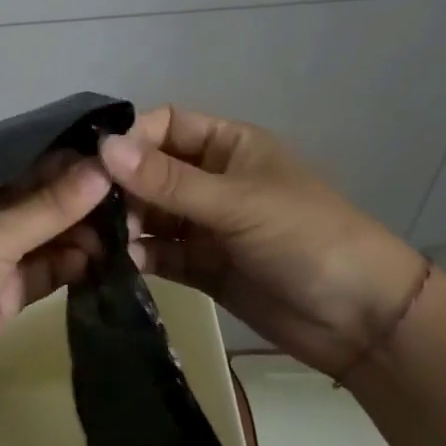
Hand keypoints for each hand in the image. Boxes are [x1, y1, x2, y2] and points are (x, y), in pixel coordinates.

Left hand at [0, 156, 112, 430]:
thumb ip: (46, 207)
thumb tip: (102, 167)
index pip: (27, 165)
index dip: (71, 160)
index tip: (122, 156)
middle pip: (40, 202)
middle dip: (84, 200)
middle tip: (140, 199)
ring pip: (47, 238)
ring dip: (84, 235)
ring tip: (133, 232)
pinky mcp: (2, 300)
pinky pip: (45, 273)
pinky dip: (73, 268)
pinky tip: (109, 263)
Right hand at [99, 106, 425, 380]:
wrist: (361, 320)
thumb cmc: (306, 237)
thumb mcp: (237, 202)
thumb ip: (168, 181)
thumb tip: (103, 147)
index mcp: (228, 146)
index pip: (166, 125)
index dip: (131, 139)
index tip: (93, 163)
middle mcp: (212, 180)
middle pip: (151, 171)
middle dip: (120, 186)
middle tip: (84, 208)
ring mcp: (206, 225)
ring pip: (151, 214)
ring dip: (125, 223)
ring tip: (94, 238)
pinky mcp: (202, 266)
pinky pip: (159, 253)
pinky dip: (138, 256)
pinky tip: (116, 264)